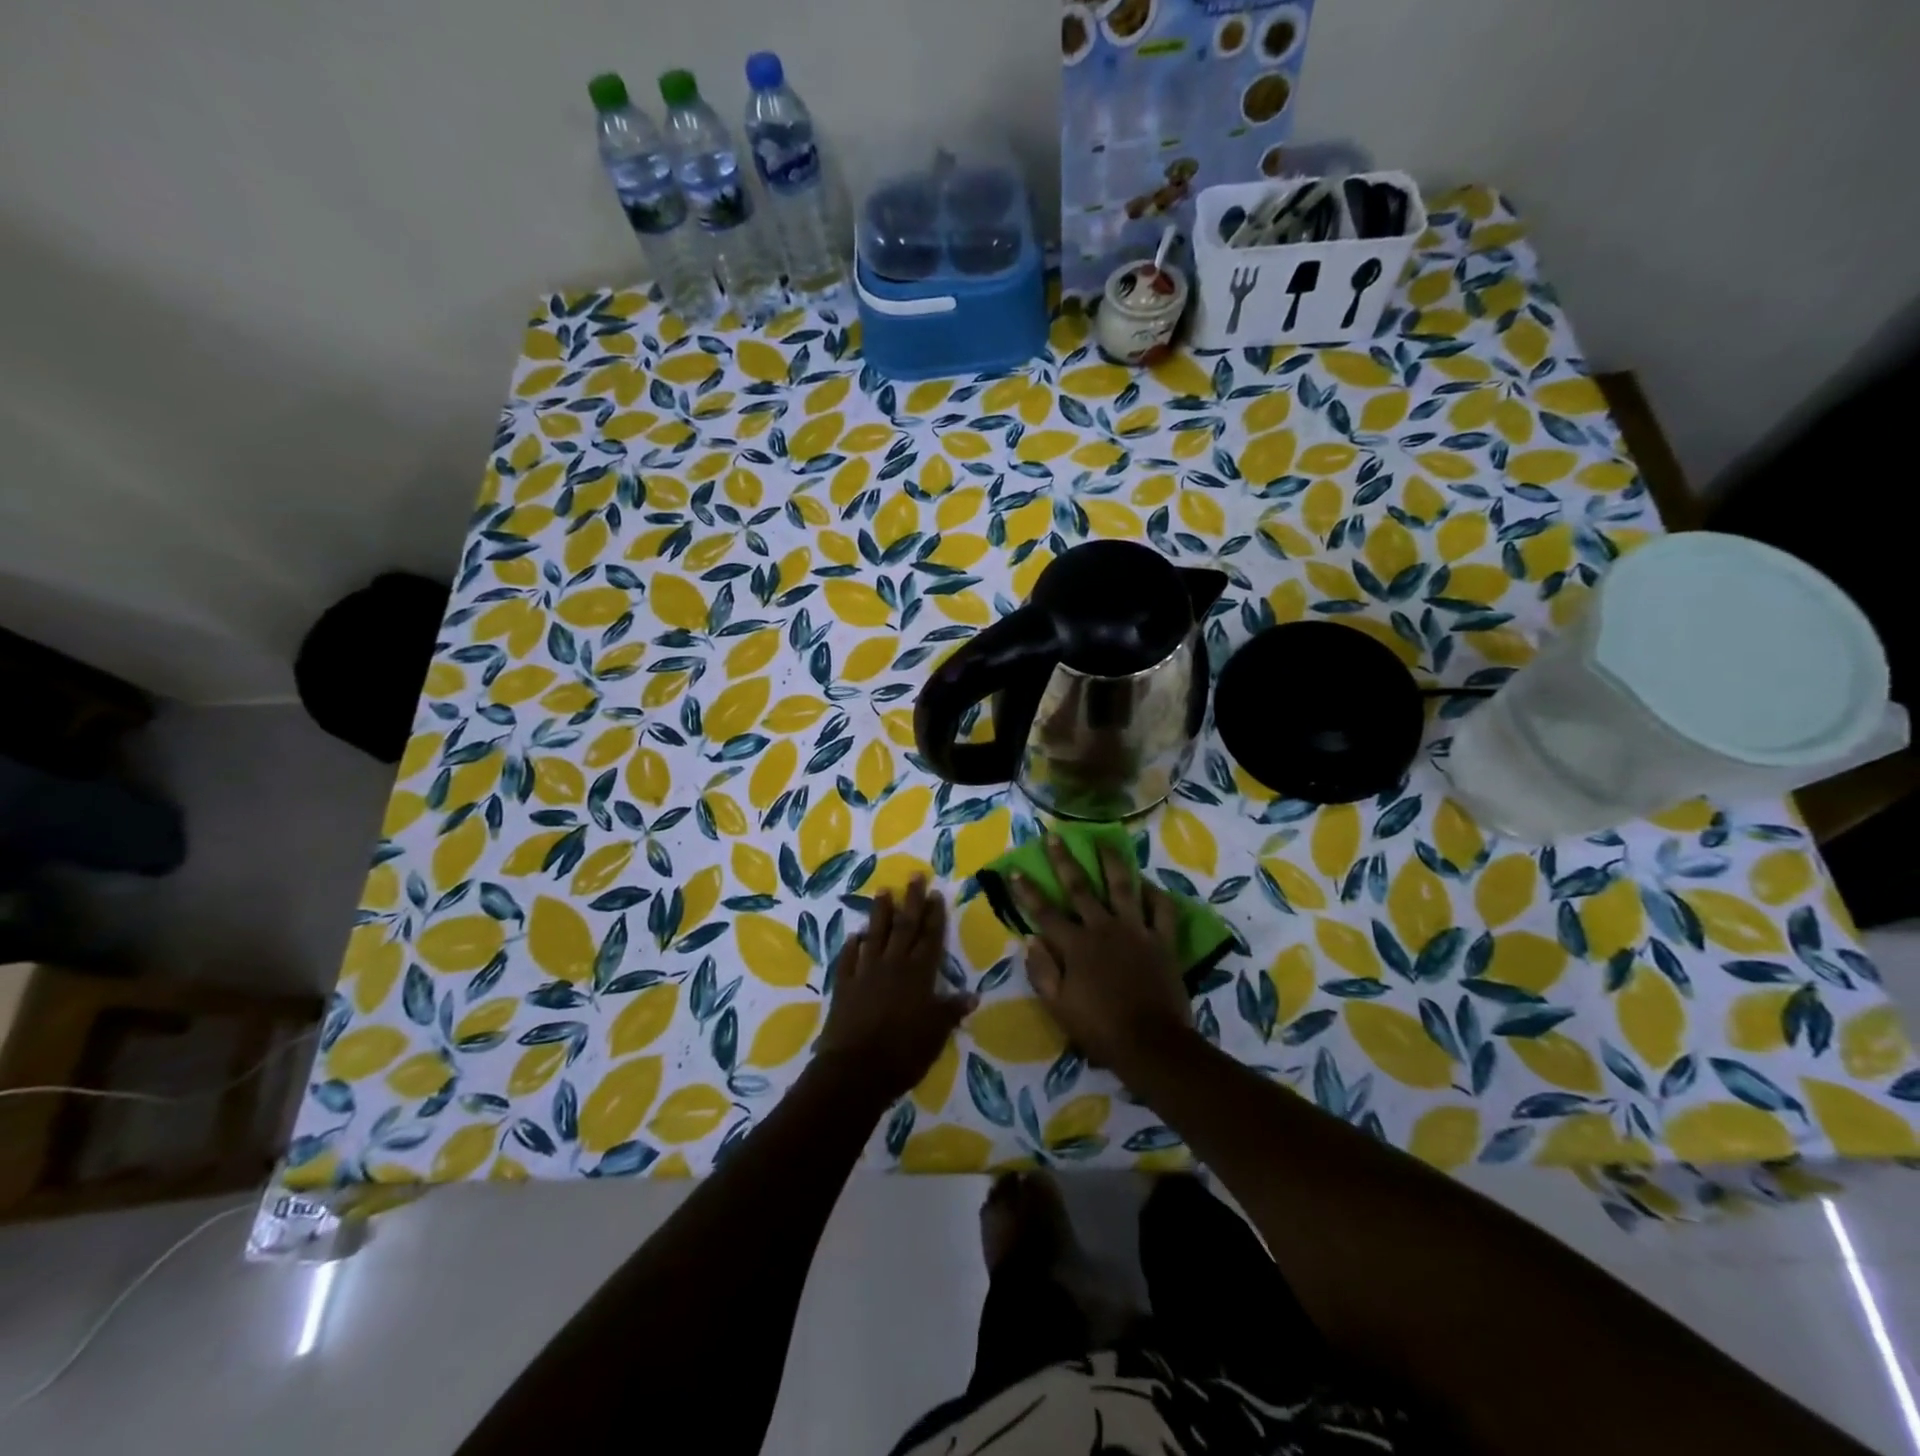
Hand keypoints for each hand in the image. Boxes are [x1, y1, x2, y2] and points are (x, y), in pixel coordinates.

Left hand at [815, 878, 975, 1101]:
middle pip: (904, 926)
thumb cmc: (904, 1052)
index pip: (930, 937)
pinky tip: (855, 936)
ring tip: (883, 891)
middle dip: (911, 900)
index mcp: (919, 974)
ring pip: (875, 935)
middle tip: (914, 876)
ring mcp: (865, 972)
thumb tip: (973, 995)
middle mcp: (893, 965)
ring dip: (880, 913)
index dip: (934, 915)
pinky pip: (848, 959)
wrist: (856, 1069)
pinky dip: (852, 946)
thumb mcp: (937, 1033)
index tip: (936, 893)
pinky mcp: (844, 985)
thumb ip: (951, 1010)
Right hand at [1013, 834, 1192, 1078]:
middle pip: (1080, 888)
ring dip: (1111, 862)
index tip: (1015, 870)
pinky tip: (1148, 884)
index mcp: (1075, 945)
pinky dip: (1156, 894)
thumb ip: (1042, 971)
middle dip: (1064, 861)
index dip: (1027, 891)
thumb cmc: (1100, 1029)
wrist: (1151, 1043)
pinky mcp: (1163, 940)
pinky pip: (1162, 910)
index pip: (1044, 912)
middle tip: (1054, 836)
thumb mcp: (1058, 1007)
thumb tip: (1031, 940)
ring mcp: (1136, 930)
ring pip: (1122, 886)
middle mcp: (1103, 928)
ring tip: (1104, 842)